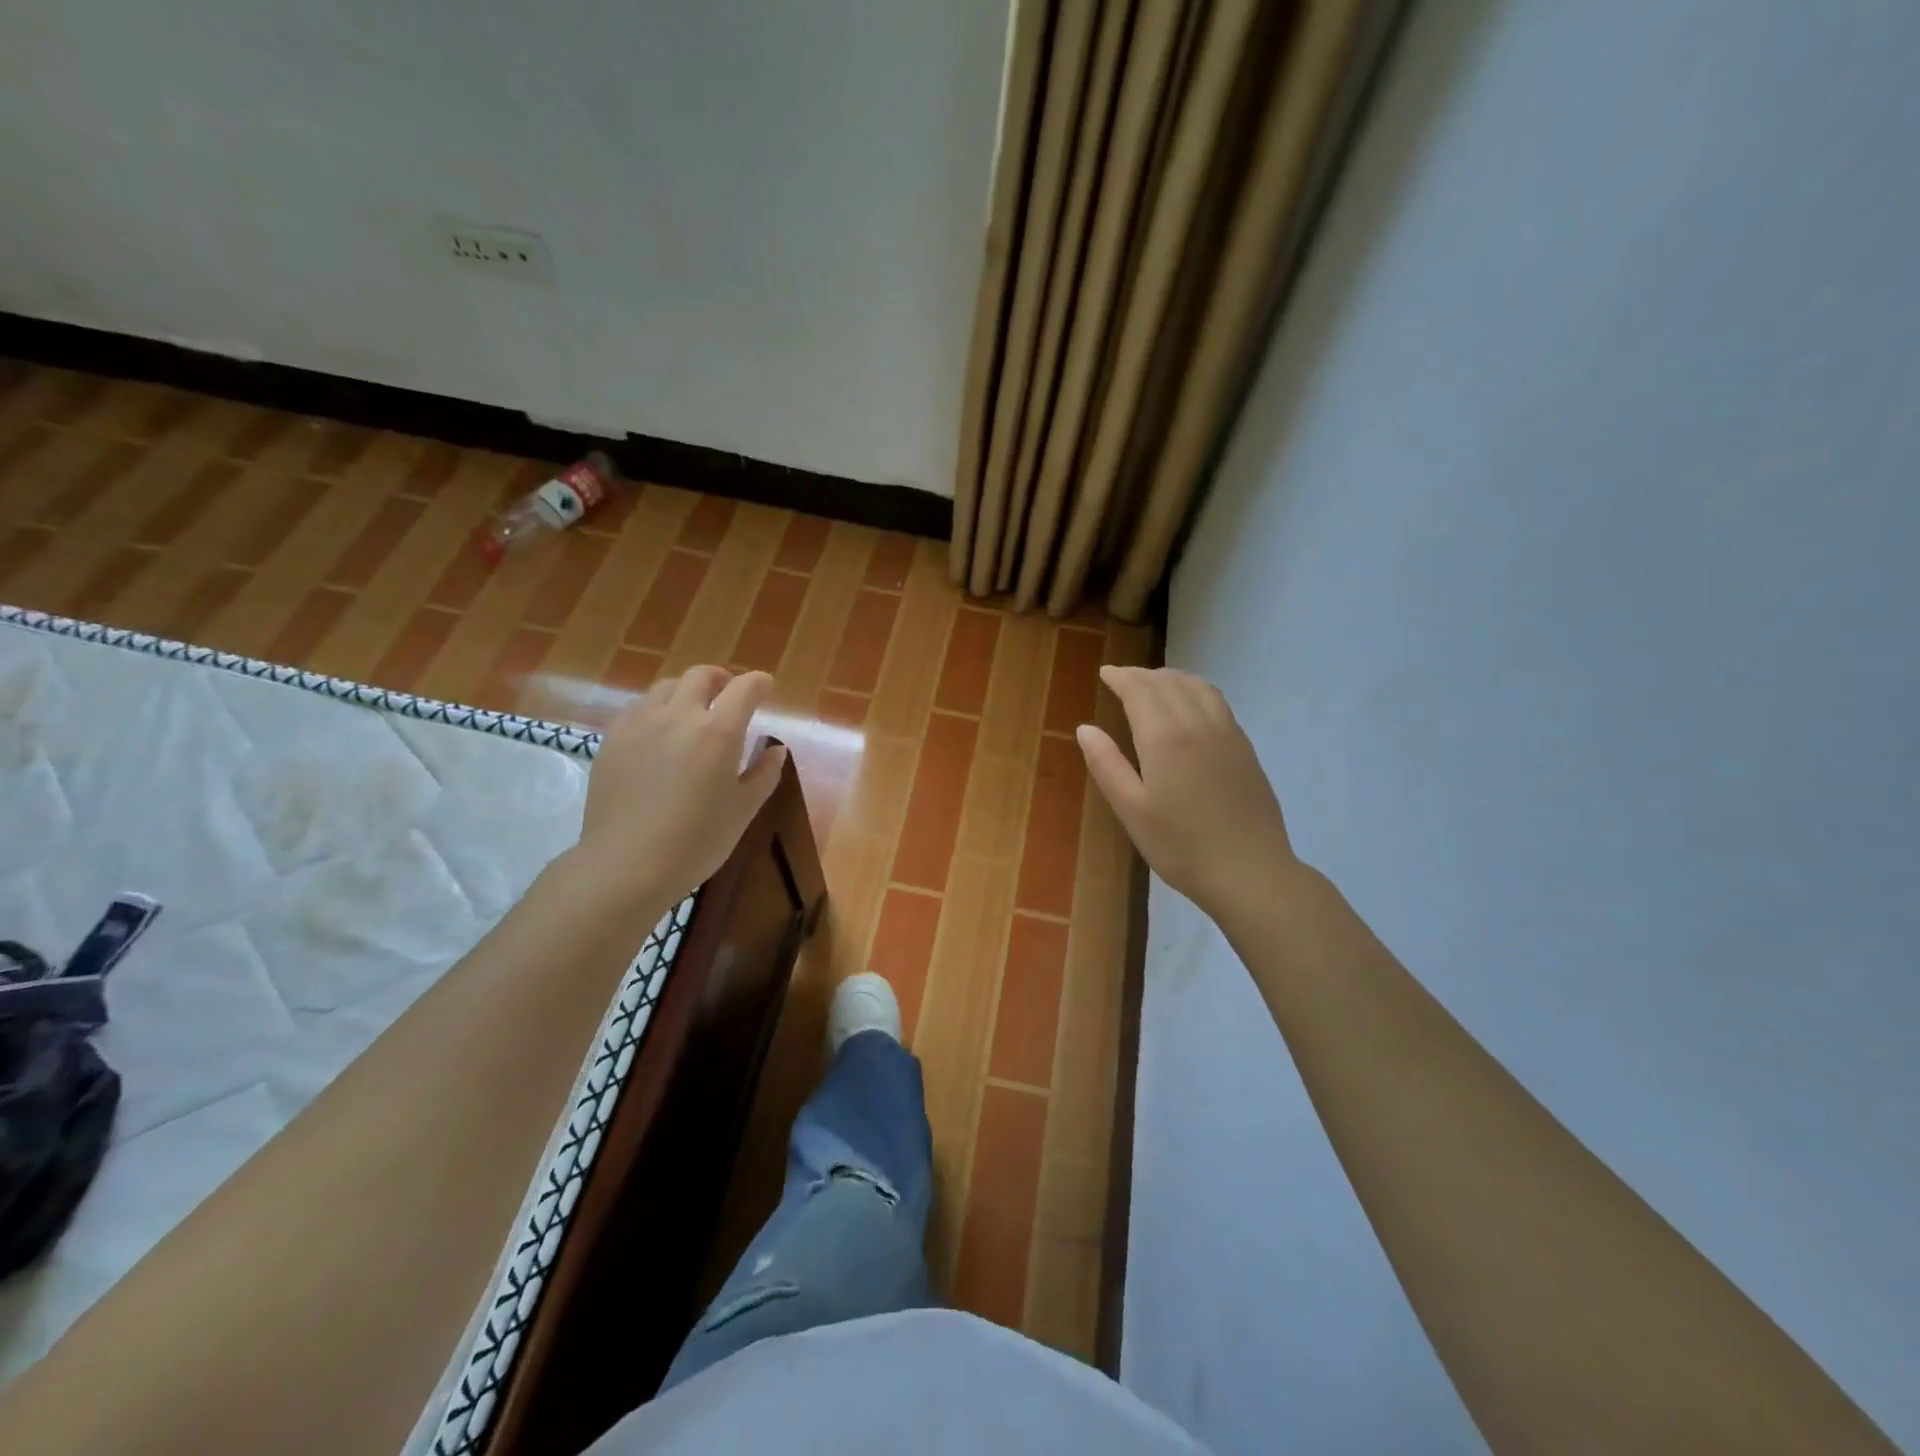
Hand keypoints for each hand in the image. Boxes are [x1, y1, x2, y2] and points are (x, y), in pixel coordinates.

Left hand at [579, 667, 786, 902]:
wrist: (627, 865)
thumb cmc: (697, 841)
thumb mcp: (744, 810)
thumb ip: (764, 773)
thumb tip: (775, 749)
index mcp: (718, 731)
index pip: (745, 688)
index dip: (760, 683)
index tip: (766, 688)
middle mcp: (679, 715)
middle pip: (701, 676)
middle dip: (722, 679)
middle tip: (729, 696)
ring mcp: (640, 724)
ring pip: (667, 687)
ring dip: (687, 692)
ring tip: (693, 712)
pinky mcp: (612, 739)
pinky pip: (639, 708)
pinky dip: (657, 709)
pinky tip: (659, 732)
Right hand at [1077, 666, 1295, 919]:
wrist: (1250, 872)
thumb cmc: (1181, 846)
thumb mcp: (1132, 811)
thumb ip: (1106, 765)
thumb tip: (1085, 729)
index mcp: (1166, 738)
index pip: (1140, 690)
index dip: (1121, 677)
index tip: (1105, 673)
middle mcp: (1198, 724)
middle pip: (1169, 682)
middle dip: (1143, 675)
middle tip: (1122, 679)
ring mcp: (1228, 733)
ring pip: (1198, 687)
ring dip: (1172, 677)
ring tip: (1154, 684)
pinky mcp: (1245, 748)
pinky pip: (1217, 701)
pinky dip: (1195, 690)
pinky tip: (1190, 706)